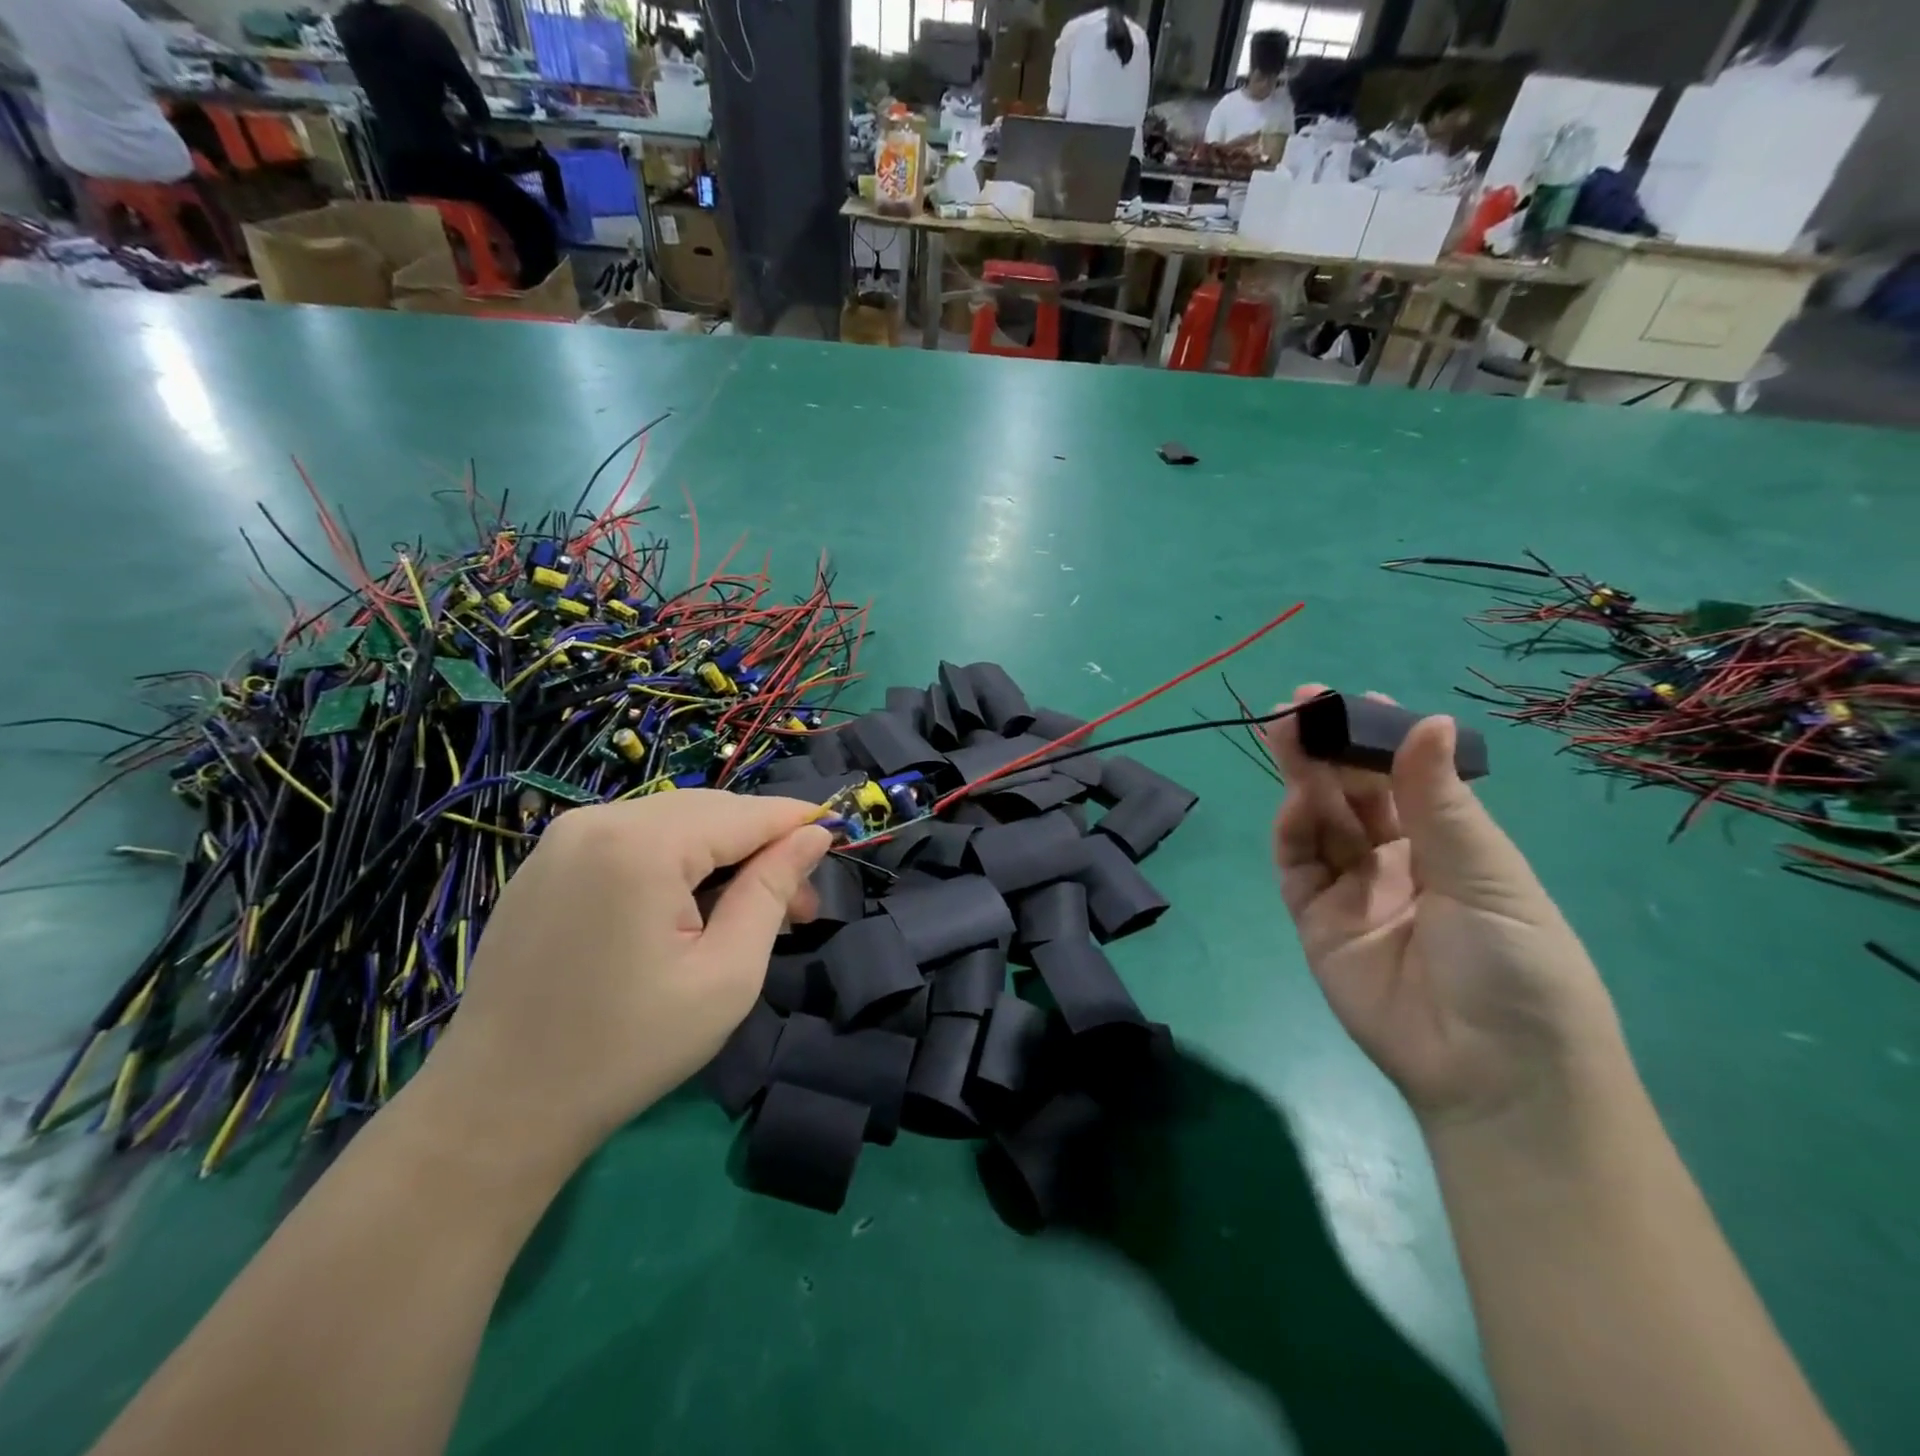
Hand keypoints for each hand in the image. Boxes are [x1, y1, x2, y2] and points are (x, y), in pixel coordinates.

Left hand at [415, 791, 829, 1175]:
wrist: (498, 1109)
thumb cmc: (627, 1048)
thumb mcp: (726, 974)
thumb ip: (772, 892)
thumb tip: (814, 837)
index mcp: (641, 844)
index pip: (744, 813)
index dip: (797, 823)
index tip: (839, 837)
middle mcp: (597, 820)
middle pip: (708, 813)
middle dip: (761, 848)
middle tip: (800, 907)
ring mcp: (563, 840)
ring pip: (673, 824)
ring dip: (721, 857)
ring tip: (751, 912)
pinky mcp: (547, 864)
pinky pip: (633, 842)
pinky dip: (676, 863)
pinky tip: (691, 908)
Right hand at [1265, 685, 1625, 1129]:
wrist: (1492, 1074)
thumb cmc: (1515, 965)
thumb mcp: (1487, 875)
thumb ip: (1440, 802)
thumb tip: (1432, 720)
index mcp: (1451, 848)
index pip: (1405, 781)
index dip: (1381, 740)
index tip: (1356, 701)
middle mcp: (1397, 862)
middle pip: (1351, 795)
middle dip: (1327, 749)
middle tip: (1299, 704)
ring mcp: (1352, 891)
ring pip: (1319, 822)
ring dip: (1302, 778)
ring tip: (1285, 734)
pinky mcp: (1316, 922)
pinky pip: (1298, 866)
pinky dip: (1291, 830)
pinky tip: (1294, 801)